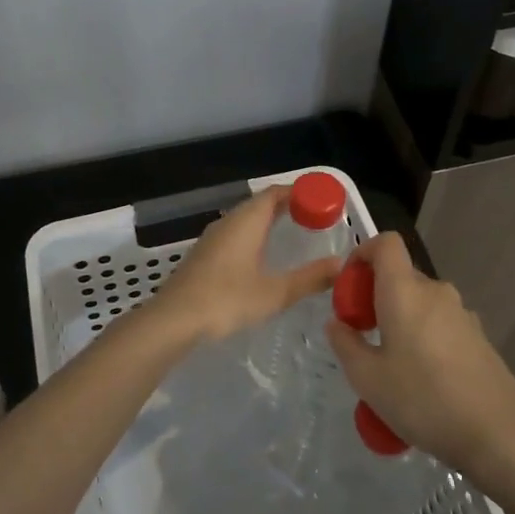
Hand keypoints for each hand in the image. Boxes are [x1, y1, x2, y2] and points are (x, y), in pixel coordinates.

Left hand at [153, 186, 341, 343]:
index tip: (323, 201)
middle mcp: (228, 223)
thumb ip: (310, 278)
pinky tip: (261, 257)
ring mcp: (212, 239)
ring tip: (293, 234)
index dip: (300, 192)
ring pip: (245, 220)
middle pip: (260, 204)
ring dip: (269, 221)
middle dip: (288, 206)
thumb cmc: (226, 300)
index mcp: (246, 222)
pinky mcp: (203, 256)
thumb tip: (341, 264)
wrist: (174, 320)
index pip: (275, 193)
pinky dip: (254, 236)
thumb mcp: (275, 292)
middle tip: (314, 217)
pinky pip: (235, 235)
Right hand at [325, 233, 514, 496]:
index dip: (363, 252)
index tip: (349, 285)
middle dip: (376, 296)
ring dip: (400, 320)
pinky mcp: (478, 337)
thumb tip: (337, 324)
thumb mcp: (368, 379)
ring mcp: (462, 313)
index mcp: (405, 292)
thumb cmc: (422, 400)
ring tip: (391, 365)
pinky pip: (440, 323)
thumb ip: (345, 344)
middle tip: (362, 336)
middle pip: (400, 276)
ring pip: (421, 303)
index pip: (386, 244)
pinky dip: (423, 336)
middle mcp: (436, 292)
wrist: (496, 433)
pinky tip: (422, 380)